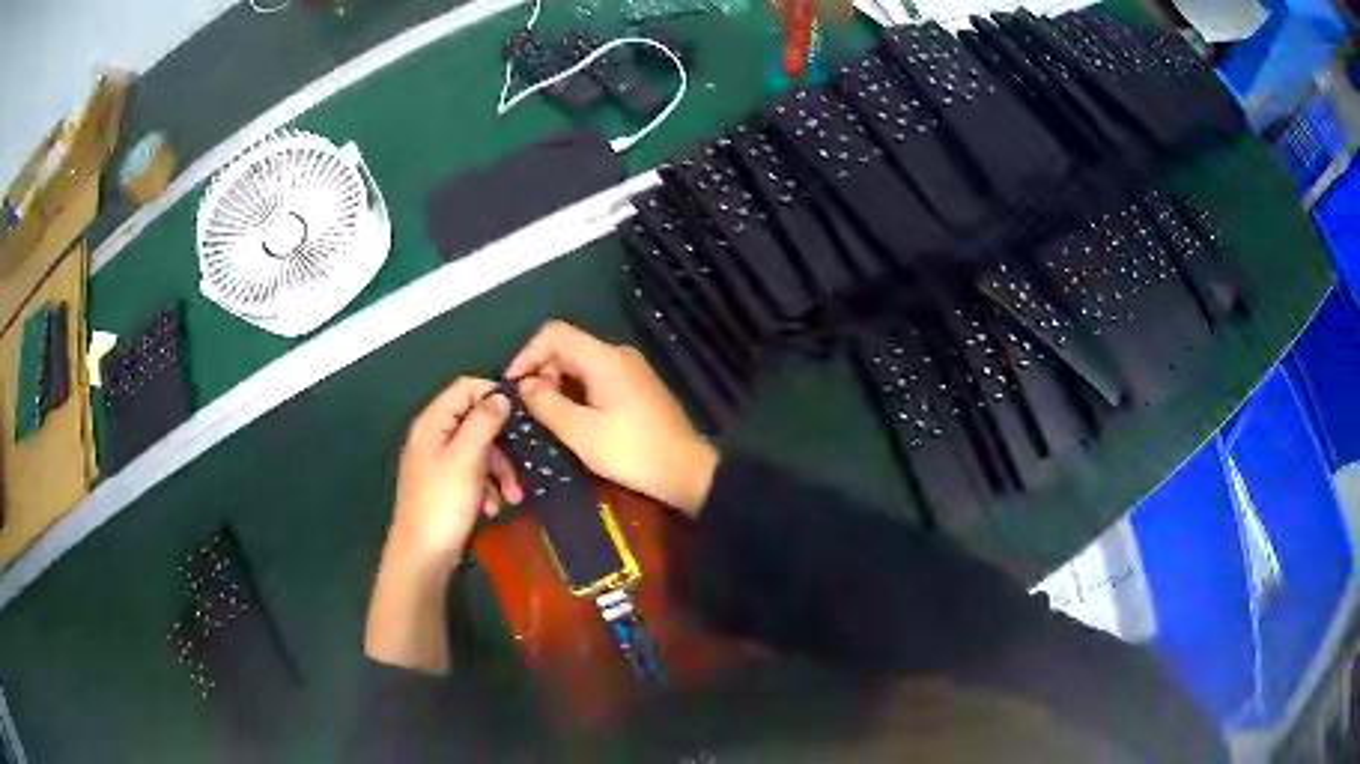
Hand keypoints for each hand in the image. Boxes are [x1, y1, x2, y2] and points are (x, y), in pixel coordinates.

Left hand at [389, 377, 522, 567]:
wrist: (422, 555)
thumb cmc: (443, 502)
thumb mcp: (467, 458)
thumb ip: (483, 422)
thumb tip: (501, 397)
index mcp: (433, 423)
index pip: (465, 388)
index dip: (494, 394)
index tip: (523, 413)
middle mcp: (433, 436)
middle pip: (474, 421)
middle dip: (502, 442)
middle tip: (523, 462)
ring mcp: (438, 462)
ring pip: (478, 450)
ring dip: (499, 470)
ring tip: (514, 496)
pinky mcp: (445, 486)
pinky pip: (472, 473)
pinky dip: (487, 486)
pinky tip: (494, 507)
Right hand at [505, 321, 718, 516]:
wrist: (686, 471)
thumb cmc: (632, 451)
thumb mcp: (581, 432)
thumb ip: (547, 404)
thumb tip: (525, 385)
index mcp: (605, 358)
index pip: (554, 334)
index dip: (527, 354)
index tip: (511, 384)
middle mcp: (618, 355)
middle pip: (567, 348)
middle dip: (542, 373)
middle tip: (530, 409)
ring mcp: (630, 370)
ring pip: (580, 365)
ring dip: (558, 386)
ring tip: (546, 419)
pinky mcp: (636, 388)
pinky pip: (596, 379)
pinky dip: (576, 393)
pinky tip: (571, 420)